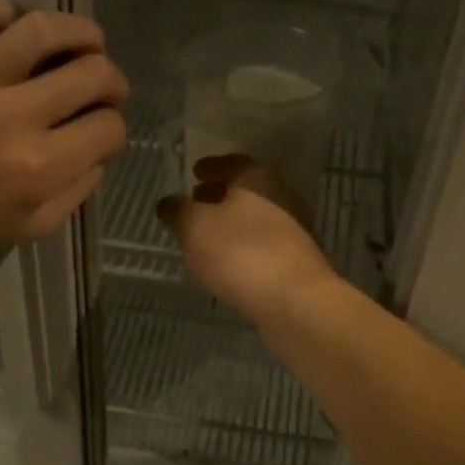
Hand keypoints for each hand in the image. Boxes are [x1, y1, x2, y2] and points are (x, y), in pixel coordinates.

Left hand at [0, 0, 127, 256]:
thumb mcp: (28, 229)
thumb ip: (75, 192)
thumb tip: (100, 151)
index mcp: (38, 168)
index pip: (108, 128)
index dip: (113, 126)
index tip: (100, 128)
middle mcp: (12, 118)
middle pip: (93, 74)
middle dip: (112, 80)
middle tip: (103, 85)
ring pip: (43, 29)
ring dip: (80, 31)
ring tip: (84, 40)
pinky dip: (0, 7)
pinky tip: (11, 26)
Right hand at [157, 156, 335, 325]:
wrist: (296, 302)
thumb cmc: (241, 252)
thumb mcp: (195, 227)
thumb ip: (178, 211)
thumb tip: (168, 202)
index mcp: (258, 178)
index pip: (232, 162)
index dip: (211, 166)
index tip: (194, 171)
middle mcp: (281, 196)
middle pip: (246, 189)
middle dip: (219, 194)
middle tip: (196, 200)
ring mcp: (293, 230)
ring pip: (255, 217)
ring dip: (231, 222)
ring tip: (205, 234)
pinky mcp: (295, 262)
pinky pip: (262, 244)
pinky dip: (243, 245)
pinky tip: (226, 262)